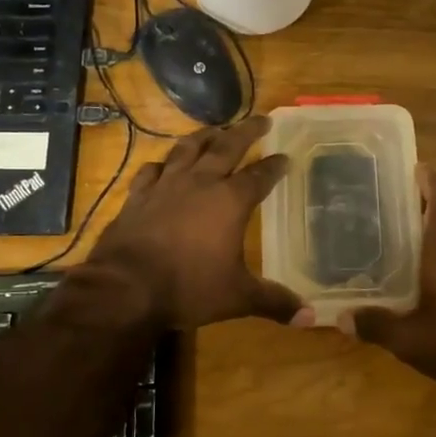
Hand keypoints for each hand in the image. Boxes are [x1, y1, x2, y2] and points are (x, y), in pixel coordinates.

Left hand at [83, 115, 308, 329]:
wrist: (125, 288)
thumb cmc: (188, 288)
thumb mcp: (237, 297)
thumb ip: (274, 302)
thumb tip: (311, 317)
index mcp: (230, 202)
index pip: (259, 176)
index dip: (275, 165)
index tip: (286, 155)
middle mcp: (200, 184)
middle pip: (226, 148)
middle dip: (247, 132)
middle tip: (262, 119)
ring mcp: (165, 186)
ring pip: (187, 150)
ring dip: (204, 137)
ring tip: (214, 130)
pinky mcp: (137, 197)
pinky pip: (151, 171)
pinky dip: (162, 164)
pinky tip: (163, 164)